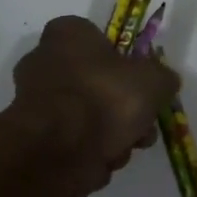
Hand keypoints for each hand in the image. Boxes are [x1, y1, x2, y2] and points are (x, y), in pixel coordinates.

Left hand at [10, 16, 179, 196]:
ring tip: (124, 148)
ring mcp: (34, 102)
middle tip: (142, 126)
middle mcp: (43, 61)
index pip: (97, 38)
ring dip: (111, 135)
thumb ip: (162, 77)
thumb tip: (163, 81)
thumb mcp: (153, 81)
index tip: (141, 84)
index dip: (123, 62)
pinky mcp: (33, 138)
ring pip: (87, 117)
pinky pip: (72, 142)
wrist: (59, 151)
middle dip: (123, 110)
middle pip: (96, 83)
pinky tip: (101, 162)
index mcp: (67, 34)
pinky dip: (89, 153)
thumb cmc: (105, 99)